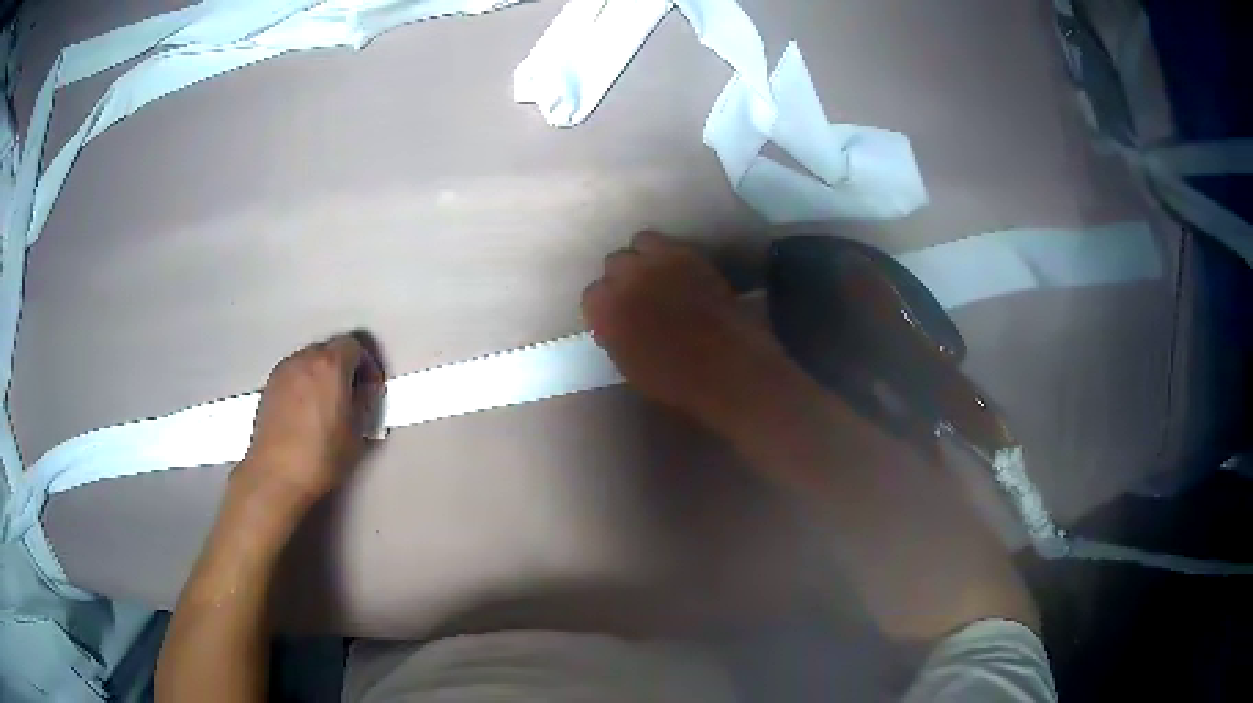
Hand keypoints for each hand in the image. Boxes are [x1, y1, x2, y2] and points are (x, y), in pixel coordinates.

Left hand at [238, 332, 384, 507]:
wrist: (277, 474)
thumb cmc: (318, 457)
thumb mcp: (356, 433)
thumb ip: (364, 403)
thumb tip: (364, 394)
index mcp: (330, 365)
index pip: (355, 346)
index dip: (367, 365)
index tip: (370, 386)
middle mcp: (304, 360)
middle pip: (330, 349)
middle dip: (344, 367)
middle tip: (352, 394)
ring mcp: (283, 371)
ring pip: (309, 361)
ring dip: (321, 376)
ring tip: (327, 405)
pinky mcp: (269, 386)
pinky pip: (293, 375)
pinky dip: (303, 384)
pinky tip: (306, 412)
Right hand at [582, 231, 791, 427]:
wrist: (725, 366)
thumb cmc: (674, 378)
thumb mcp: (627, 363)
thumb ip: (613, 333)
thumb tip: (613, 319)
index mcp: (603, 310)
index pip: (592, 295)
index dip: (607, 304)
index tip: (620, 314)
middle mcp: (624, 278)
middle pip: (614, 263)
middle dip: (625, 277)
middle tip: (641, 293)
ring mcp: (656, 261)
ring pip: (640, 243)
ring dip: (646, 257)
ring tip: (660, 274)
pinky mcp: (687, 254)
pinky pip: (669, 244)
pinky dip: (671, 255)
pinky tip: (682, 273)